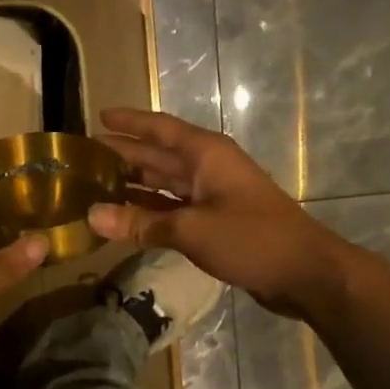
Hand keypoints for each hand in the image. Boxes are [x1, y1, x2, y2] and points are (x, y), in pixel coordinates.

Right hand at [88, 108, 349, 321]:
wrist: (305, 273)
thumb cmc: (251, 239)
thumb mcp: (191, 230)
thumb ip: (140, 223)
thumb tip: (91, 216)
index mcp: (205, 154)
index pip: (160, 129)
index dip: (130, 122)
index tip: (100, 115)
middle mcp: (207, 168)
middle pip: (158, 155)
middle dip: (124, 153)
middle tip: (84, 156)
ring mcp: (212, 195)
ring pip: (164, 183)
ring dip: (133, 184)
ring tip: (95, 185)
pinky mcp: (214, 221)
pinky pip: (173, 208)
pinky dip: (149, 211)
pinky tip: (124, 217)